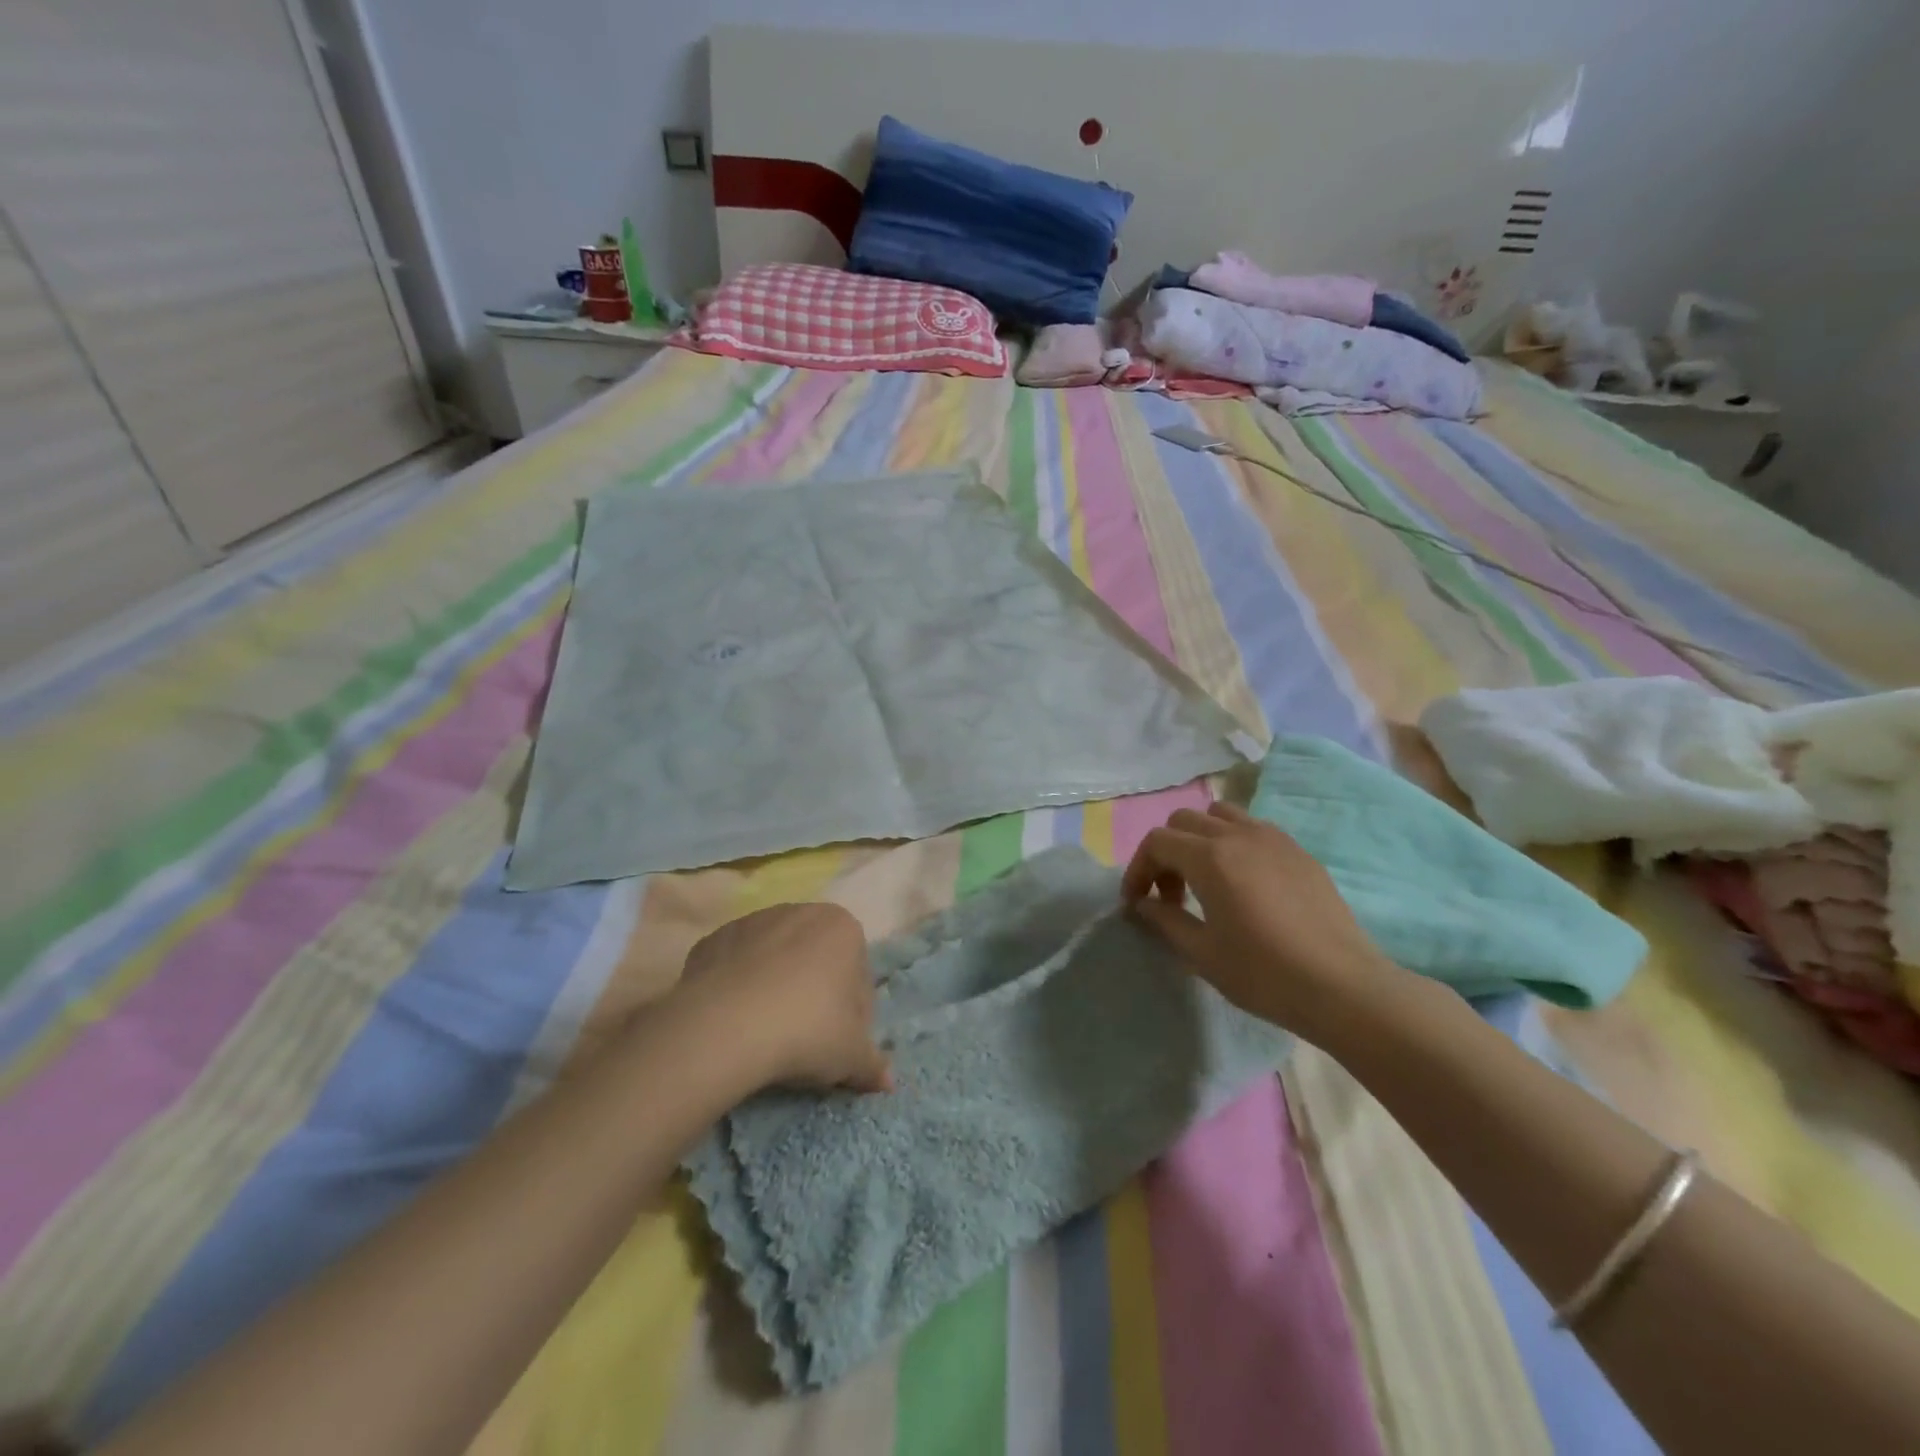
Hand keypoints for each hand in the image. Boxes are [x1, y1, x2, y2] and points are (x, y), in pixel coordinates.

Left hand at [672, 902, 892, 1094]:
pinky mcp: (713, 940)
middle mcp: (800, 912)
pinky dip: (738, 987)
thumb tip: (888, 1082)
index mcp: (842, 928)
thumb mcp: (851, 1056)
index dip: (853, 1013)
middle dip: (814, 994)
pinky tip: (734, 1022)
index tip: (840, 1042)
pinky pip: (735, 966)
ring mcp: (752, 921)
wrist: (723, 1028)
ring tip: (765, 1034)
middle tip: (805, 1041)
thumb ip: (873, 1064)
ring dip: (775, 988)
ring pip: (774, 959)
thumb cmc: (806, 1030)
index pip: (858, 973)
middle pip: (815, 960)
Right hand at [1121, 802, 1402, 1044]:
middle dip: (1167, 853)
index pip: (1157, 841)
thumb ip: (1164, 920)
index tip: (1136, 902)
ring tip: (1205, 880)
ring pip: (1221, 815)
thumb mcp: (1202, 953)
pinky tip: (1245, 886)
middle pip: (1185, 821)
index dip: (1138, 868)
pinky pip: (1254, 830)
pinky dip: (1234, 844)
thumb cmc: (1264, 973)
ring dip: (1200, 839)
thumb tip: (1142, 904)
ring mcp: (1274, 839)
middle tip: (1170, 895)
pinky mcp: (1300, 852)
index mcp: (1210, 857)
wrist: (1343, 987)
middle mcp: (1239, 835)